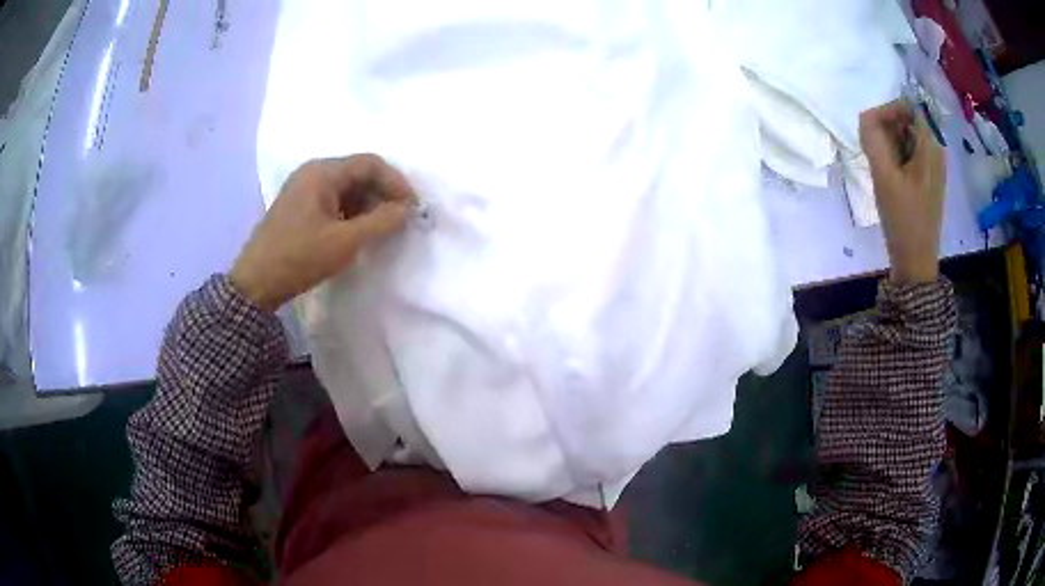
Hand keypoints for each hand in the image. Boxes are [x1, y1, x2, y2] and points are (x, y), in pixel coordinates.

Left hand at [230, 154, 415, 310]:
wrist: (256, 283)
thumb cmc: (299, 257)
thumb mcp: (345, 241)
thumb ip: (381, 222)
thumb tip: (407, 210)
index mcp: (322, 172)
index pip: (369, 164)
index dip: (395, 182)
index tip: (411, 208)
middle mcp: (313, 173)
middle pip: (358, 173)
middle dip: (382, 194)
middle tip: (399, 220)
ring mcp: (304, 190)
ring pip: (347, 189)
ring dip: (368, 205)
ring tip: (382, 229)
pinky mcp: (300, 208)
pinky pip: (334, 201)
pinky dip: (352, 213)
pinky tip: (359, 232)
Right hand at [860, 99, 945, 284]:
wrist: (915, 260)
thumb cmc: (903, 218)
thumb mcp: (884, 176)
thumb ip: (873, 139)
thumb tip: (867, 115)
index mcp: (931, 146)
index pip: (908, 106)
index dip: (889, 112)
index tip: (875, 133)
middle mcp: (936, 150)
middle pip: (908, 119)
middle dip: (889, 129)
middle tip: (878, 154)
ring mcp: (933, 165)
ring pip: (907, 136)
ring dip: (891, 145)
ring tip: (883, 168)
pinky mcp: (928, 178)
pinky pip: (910, 153)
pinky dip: (897, 157)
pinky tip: (891, 176)